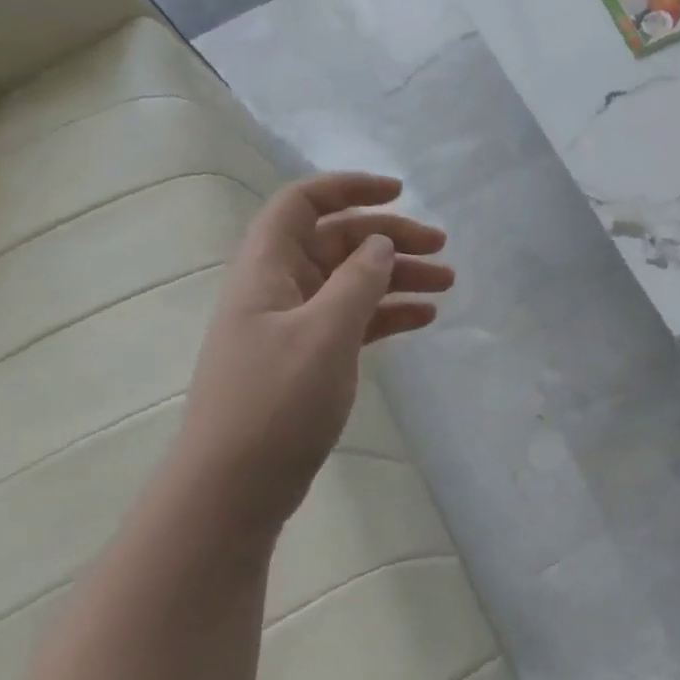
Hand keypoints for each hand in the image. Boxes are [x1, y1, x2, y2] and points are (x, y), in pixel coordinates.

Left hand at [178, 173, 451, 525]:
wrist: (233, 492)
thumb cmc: (275, 404)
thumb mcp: (324, 334)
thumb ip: (357, 281)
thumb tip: (381, 243)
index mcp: (267, 269)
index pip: (302, 203)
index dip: (349, 187)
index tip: (400, 193)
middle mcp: (279, 288)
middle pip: (338, 241)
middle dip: (390, 237)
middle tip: (442, 247)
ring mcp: (294, 325)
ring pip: (352, 282)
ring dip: (397, 276)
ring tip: (446, 284)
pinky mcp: (309, 359)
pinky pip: (354, 319)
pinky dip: (387, 313)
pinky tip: (423, 318)